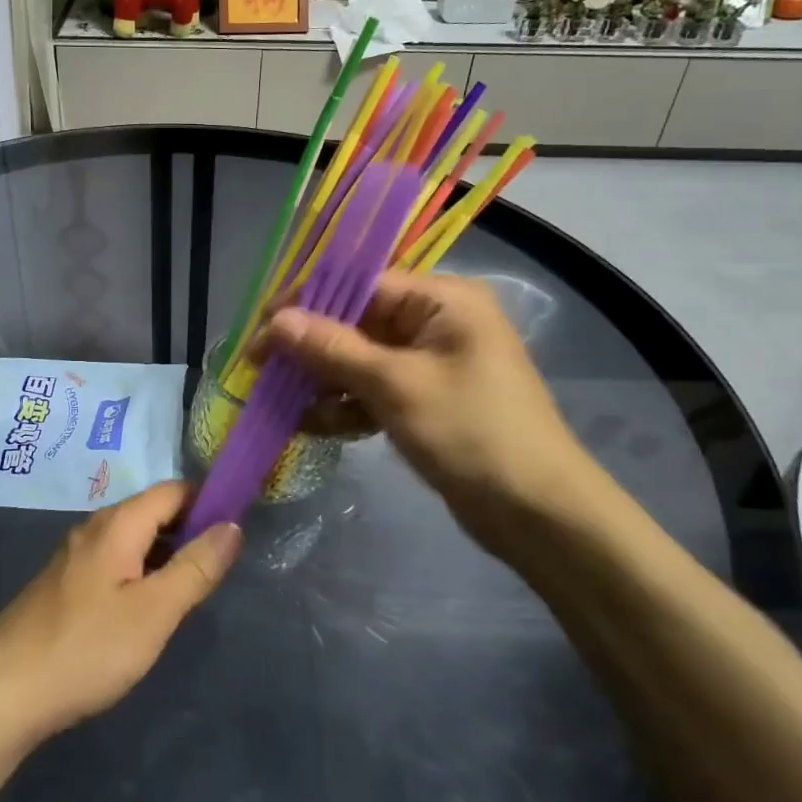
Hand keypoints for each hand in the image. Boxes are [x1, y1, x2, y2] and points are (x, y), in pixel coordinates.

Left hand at [0, 482, 239, 749]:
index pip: (173, 490)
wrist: (4, 691)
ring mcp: (74, 555)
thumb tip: (232, 525)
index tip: (238, 526)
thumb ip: (196, 567)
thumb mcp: (154, 612)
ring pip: (132, 538)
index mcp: (119, 523)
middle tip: (218, 567)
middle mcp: (95, 527)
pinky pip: (113, 559)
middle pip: (152, 511)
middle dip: (188, 529)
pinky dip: (138, 570)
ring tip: (188, 589)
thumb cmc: (87, 647)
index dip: (208, 500)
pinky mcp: (63, 583)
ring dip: (163, 553)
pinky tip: (143, 607)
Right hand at [255, 270, 616, 549]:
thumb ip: (332, 349)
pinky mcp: (425, 401)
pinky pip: (373, 391)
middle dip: (311, 348)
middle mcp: (436, 323)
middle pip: (356, 323)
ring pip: (360, 360)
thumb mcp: (395, 386)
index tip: (262, 328)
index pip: (360, 284)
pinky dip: (345, 406)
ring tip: (281, 403)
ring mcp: (430, 364)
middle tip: (260, 369)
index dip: (307, 303)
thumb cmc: (472, 434)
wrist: (541, 517)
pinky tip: (311, 426)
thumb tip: (276, 320)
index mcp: (442, 301)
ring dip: (322, 381)